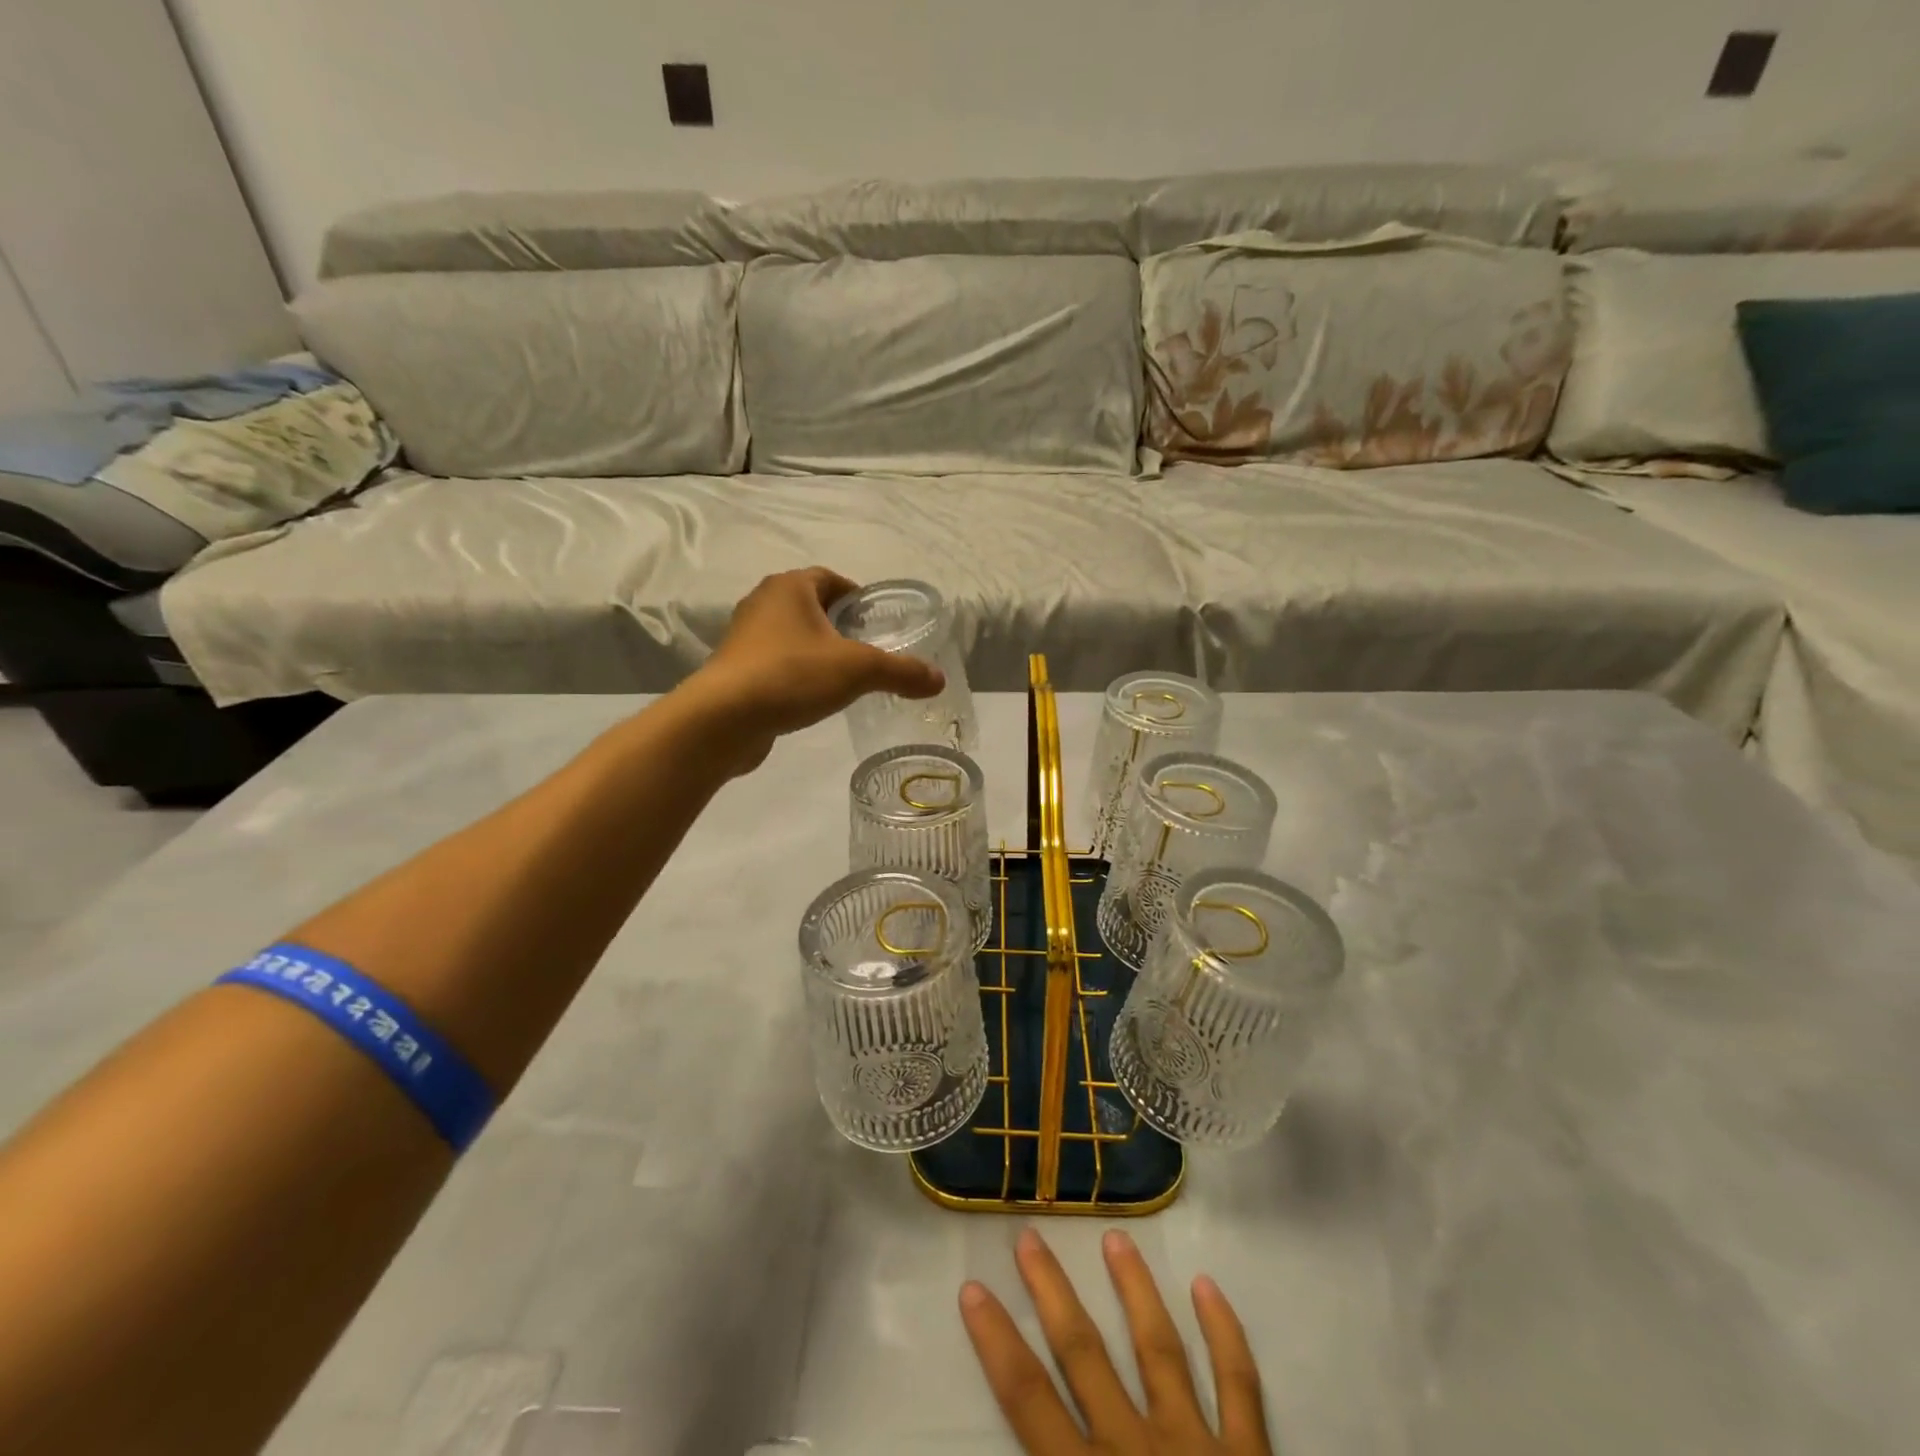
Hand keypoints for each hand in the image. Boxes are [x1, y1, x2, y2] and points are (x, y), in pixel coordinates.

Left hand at [681, 568, 945, 772]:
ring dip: (816, 650)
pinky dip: (796, 673)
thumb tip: (939, 679)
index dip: (856, 596)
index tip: (875, 620)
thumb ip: (901, 672)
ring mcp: (744, 638)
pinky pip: (775, 663)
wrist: (725, 719)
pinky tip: (813, 697)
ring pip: (791, 635)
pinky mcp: (736, 670)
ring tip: (844, 676)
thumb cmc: (792, 675)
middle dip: (838, 624)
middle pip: (810, 606)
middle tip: (867, 649)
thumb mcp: (858, 670)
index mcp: (790, 587)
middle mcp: (763, 603)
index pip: (830, 579)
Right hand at [960, 1229, 1269, 1455]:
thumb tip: (1020, 1434)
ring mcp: (1197, 1447)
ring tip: (1116, 1238)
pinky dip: (1224, 1332)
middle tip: (1030, 1236)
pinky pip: (1240, 1384)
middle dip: (1052, 1292)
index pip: (1028, 1400)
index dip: (997, 1343)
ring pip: (1158, 1348)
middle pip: (1083, 1354)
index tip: (974, 1289)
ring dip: (1134, 1290)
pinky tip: (1207, 1286)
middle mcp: (1136, 1453)